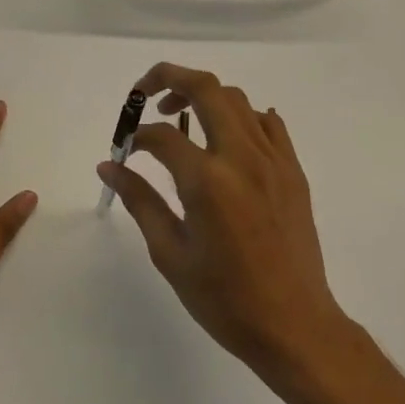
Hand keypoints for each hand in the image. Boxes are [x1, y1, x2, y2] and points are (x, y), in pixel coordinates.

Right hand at [96, 63, 353, 384]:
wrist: (295, 325)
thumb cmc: (225, 300)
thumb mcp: (171, 254)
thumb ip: (140, 201)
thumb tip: (109, 166)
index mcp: (208, 181)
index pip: (163, 135)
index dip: (137, 136)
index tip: (126, 150)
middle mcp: (242, 157)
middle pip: (206, 88)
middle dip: (169, 78)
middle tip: (146, 95)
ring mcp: (273, 159)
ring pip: (237, 99)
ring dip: (204, 96)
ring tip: (183, 119)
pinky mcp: (293, 169)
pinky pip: (268, 123)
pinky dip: (242, 116)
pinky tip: (227, 139)